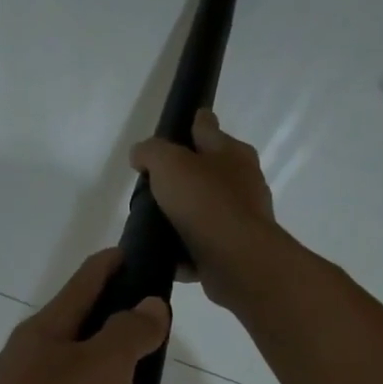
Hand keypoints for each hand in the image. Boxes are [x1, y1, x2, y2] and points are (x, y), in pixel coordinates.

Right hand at [129, 108, 283, 312]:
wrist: (236, 259)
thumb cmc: (204, 202)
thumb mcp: (169, 164)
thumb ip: (151, 153)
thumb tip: (140, 156)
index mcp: (231, 152)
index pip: (207, 127)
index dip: (190, 124)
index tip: (175, 130)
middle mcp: (243, 181)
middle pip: (208, 172)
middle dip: (185, 176)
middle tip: (154, 186)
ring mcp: (241, 218)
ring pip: (206, 211)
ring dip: (185, 217)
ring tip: (155, 225)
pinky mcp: (235, 251)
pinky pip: (204, 247)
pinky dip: (187, 252)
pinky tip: (167, 257)